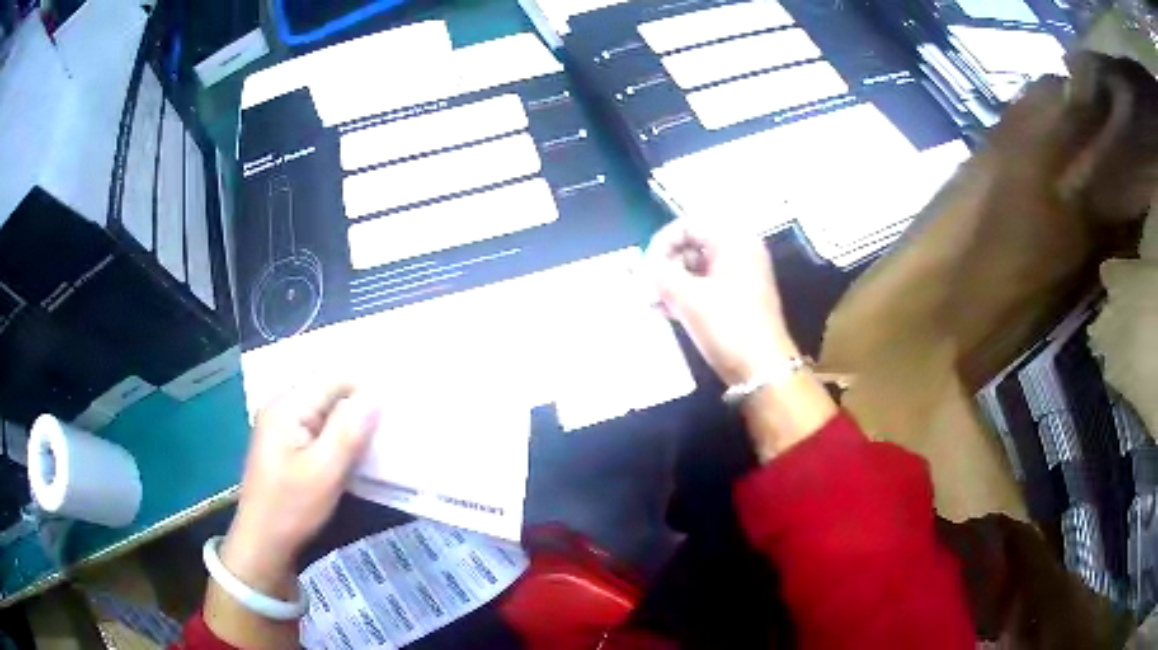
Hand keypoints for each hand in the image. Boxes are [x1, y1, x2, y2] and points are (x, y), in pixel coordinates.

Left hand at [220, 382, 380, 595]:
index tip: (393, 411)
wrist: (263, 543)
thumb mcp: (324, 472)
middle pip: (329, 391)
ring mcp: (282, 425)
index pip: (333, 377)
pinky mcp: (287, 443)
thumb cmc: (291, 508)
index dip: (365, 388)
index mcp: (286, 405)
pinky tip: (354, 453)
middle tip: (390, 428)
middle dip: (359, 406)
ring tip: (377, 441)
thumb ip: (348, 431)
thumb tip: (375, 395)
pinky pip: (319, 427)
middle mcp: (282, 406)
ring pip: (326, 411)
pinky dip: (338, 437)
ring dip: (351, 423)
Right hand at [645, 218, 795, 385]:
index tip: (645, 268)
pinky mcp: (737, 300)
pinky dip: (685, 294)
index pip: (688, 225)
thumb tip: (644, 268)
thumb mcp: (688, 297)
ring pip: (697, 267)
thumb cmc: (728, 325)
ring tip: (652, 301)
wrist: (762, 370)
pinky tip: (664, 311)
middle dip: (666, 263)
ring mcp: (740, 277)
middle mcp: (740, 252)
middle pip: (693, 244)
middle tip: (646, 286)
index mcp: (734, 241)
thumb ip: (660, 274)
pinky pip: (705, 286)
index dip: (662, 243)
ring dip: (672, 281)